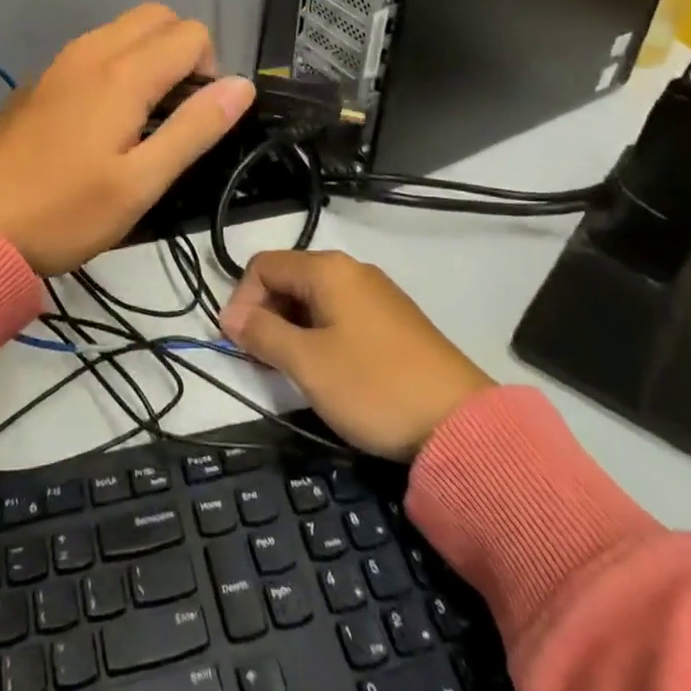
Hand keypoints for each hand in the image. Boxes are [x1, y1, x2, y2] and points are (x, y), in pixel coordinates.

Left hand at [0, 4, 254, 273]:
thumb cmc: (63, 212)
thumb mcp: (141, 183)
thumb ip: (195, 129)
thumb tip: (242, 85)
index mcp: (122, 73)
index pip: (191, 34)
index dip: (211, 70)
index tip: (195, 119)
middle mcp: (90, 51)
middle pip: (156, 16)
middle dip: (182, 50)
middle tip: (175, 111)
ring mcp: (57, 63)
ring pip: (121, 29)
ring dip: (148, 55)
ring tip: (141, 118)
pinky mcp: (36, 81)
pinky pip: (92, 50)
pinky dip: (115, 65)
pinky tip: (99, 121)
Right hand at [221, 250, 494, 458]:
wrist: (460, 424)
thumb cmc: (373, 386)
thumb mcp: (307, 363)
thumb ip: (263, 333)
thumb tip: (230, 316)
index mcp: (328, 270)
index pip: (263, 266)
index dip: (241, 301)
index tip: (237, 345)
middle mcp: (352, 271)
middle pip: (288, 278)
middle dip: (265, 315)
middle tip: (261, 361)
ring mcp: (376, 295)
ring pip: (313, 299)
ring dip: (290, 328)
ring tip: (290, 370)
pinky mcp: (393, 321)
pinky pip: (339, 315)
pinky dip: (319, 335)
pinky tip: (326, 370)